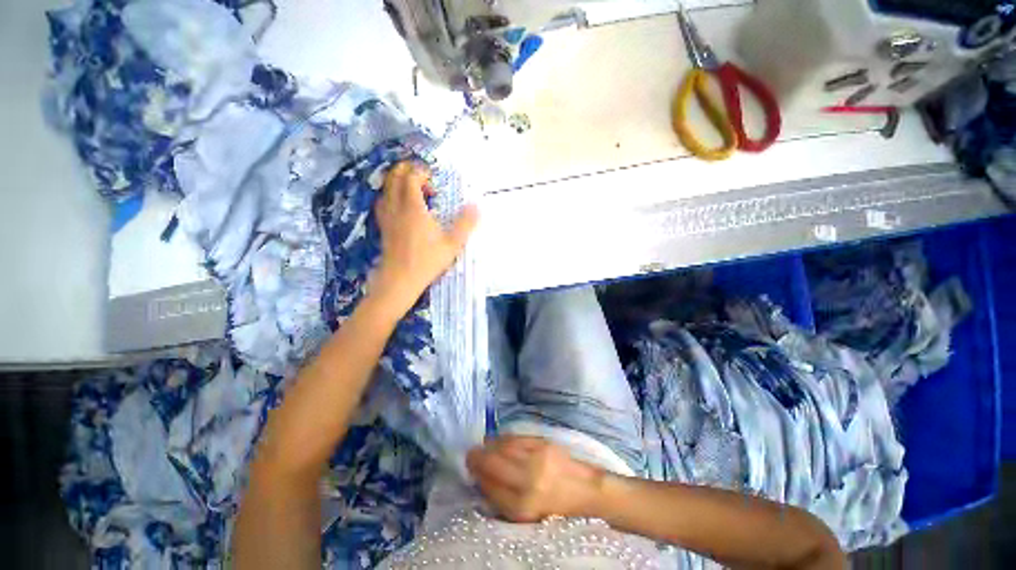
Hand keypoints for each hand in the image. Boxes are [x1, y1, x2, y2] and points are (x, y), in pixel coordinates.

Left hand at [373, 161, 478, 309]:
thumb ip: (465, 223)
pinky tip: (400, 206)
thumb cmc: (427, 260)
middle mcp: (396, 207)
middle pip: (394, 177)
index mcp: (413, 207)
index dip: (421, 173)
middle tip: (423, 179)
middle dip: (407, 171)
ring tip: (413, 190)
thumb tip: (477, 205)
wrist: (400, 279)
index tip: (434, 182)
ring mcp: (387, 216)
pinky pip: (382, 202)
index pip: (411, 177)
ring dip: (397, 182)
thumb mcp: (453, 244)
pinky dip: (390, 195)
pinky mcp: (383, 226)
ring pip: (386, 188)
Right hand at [466, 436, 604, 522]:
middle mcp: (527, 481)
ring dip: (489, 445)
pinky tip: (500, 440)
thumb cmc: (555, 509)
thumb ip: (502, 499)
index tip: (470, 469)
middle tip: (471, 454)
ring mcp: (536, 459)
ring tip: (484, 446)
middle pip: (492, 463)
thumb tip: (481, 479)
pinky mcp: (544, 443)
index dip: (476, 476)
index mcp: (522, 508)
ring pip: (503, 447)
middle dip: (477, 457)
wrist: (586, 492)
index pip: (489, 487)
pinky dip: (504, 438)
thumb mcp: (526, 517)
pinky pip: (516, 437)